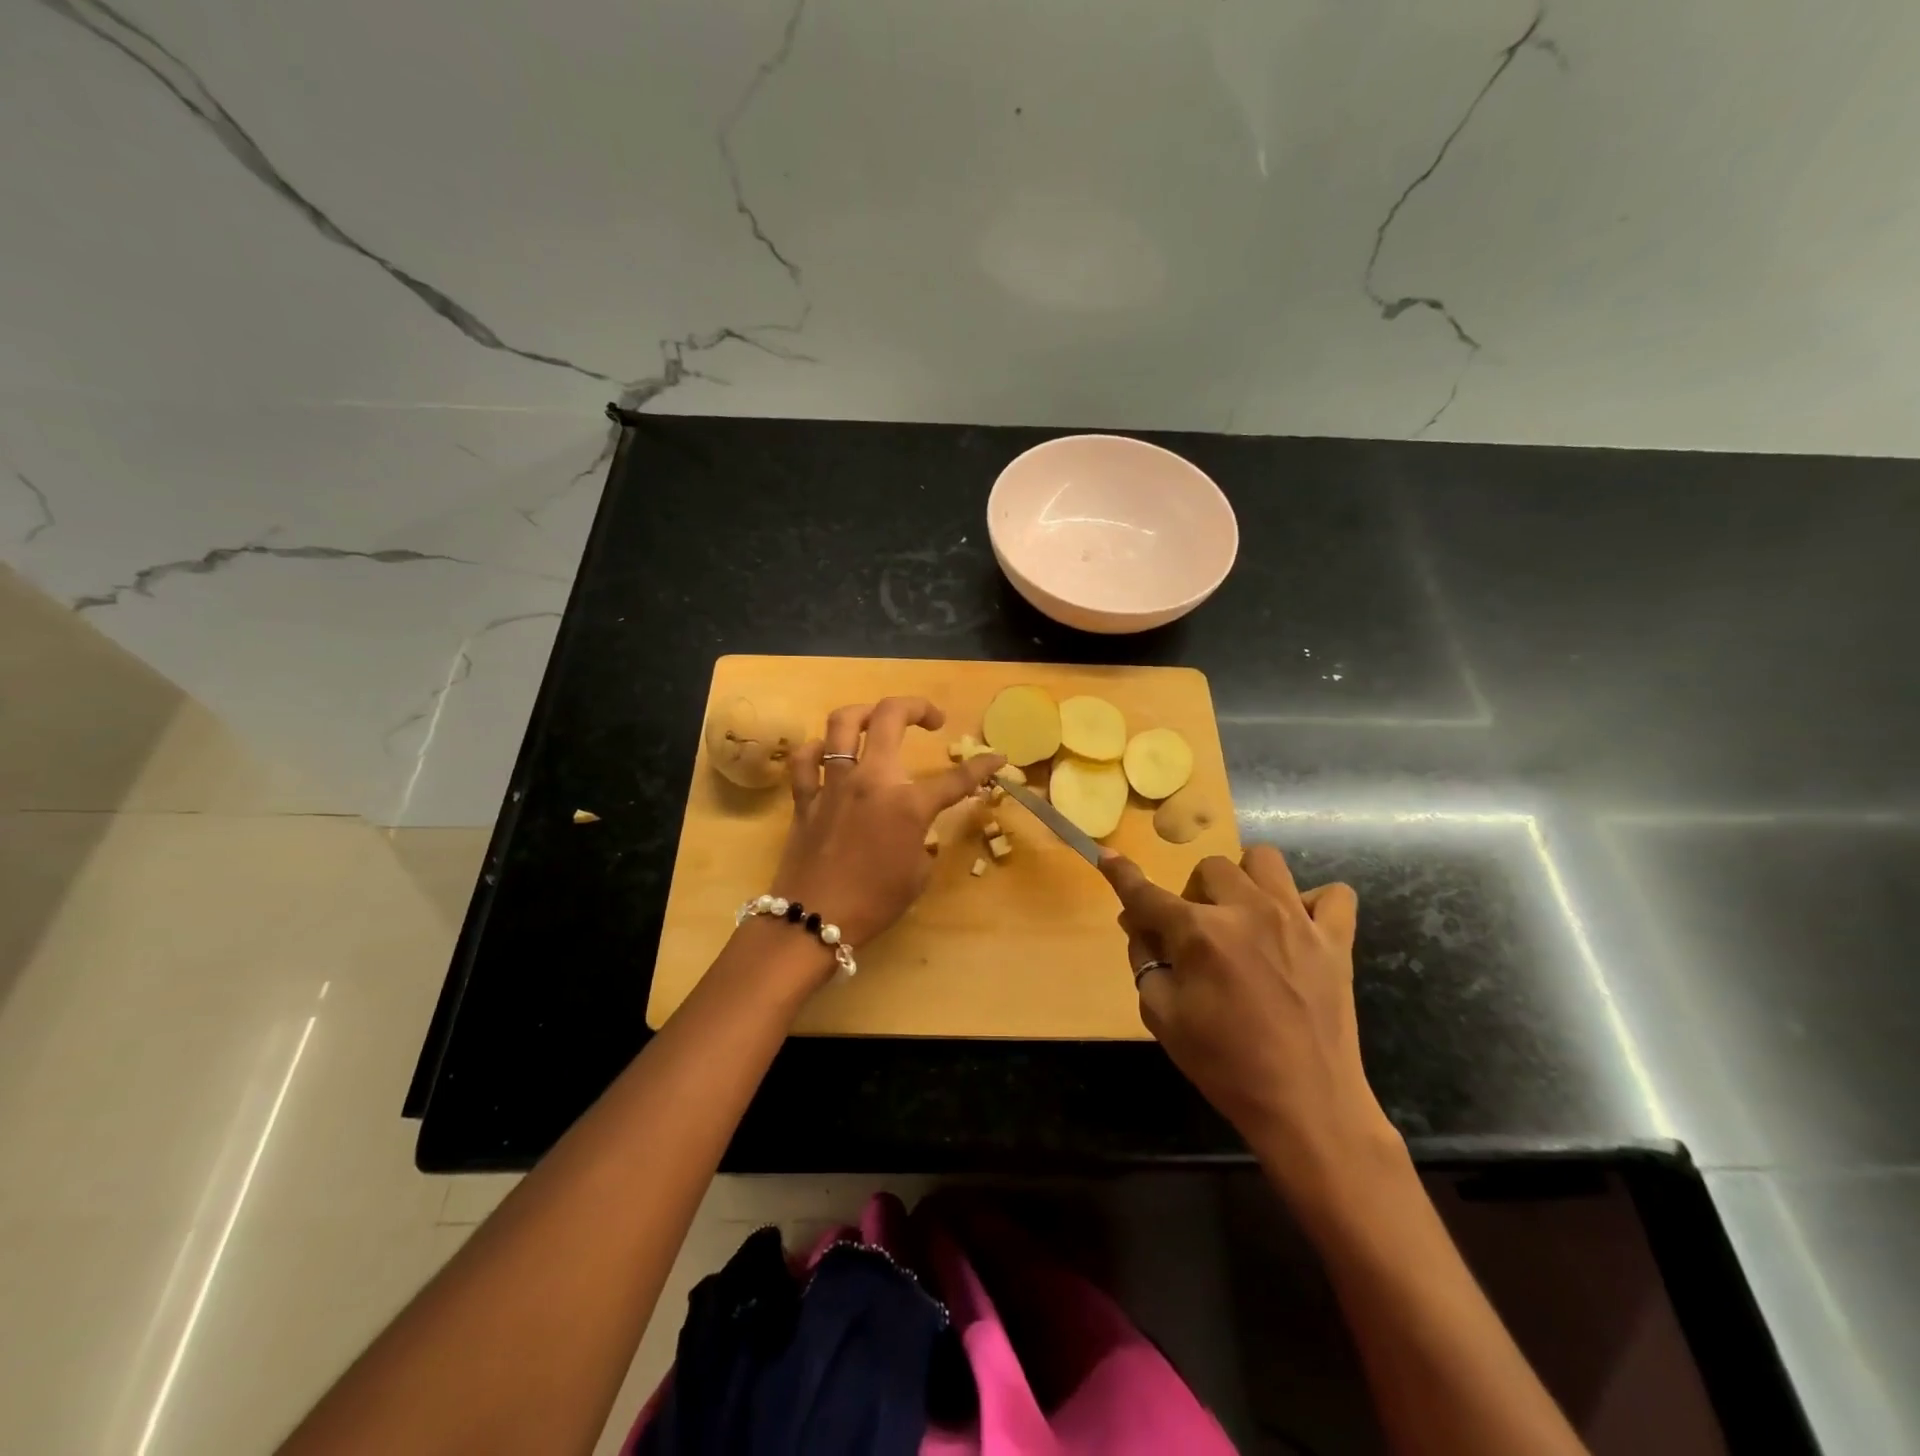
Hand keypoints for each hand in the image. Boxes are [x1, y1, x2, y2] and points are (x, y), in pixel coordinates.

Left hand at [771, 697, 1003, 952]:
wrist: (813, 921)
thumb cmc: (874, 903)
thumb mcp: (917, 874)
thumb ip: (923, 840)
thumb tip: (917, 828)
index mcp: (908, 804)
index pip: (956, 778)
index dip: (983, 766)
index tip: (998, 757)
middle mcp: (871, 781)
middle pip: (891, 717)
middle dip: (918, 707)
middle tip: (933, 718)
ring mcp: (833, 784)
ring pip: (842, 723)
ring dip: (865, 712)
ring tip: (878, 720)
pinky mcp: (805, 797)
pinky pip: (805, 760)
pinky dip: (816, 750)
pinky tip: (827, 754)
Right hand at [1101, 846, 1397, 1196]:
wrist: (1306, 1106)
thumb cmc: (1224, 1064)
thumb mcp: (1163, 1017)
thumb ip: (1144, 961)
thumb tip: (1137, 925)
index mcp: (1199, 934)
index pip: (1147, 893)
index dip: (1121, 874)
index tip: (1107, 857)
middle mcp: (1247, 911)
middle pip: (1209, 868)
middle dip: (1193, 894)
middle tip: (1196, 933)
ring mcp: (1297, 920)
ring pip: (1264, 861)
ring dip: (1245, 881)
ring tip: (1244, 916)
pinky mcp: (1336, 939)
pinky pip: (1334, 894)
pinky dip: (1313, 902)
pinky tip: (1297, 927)